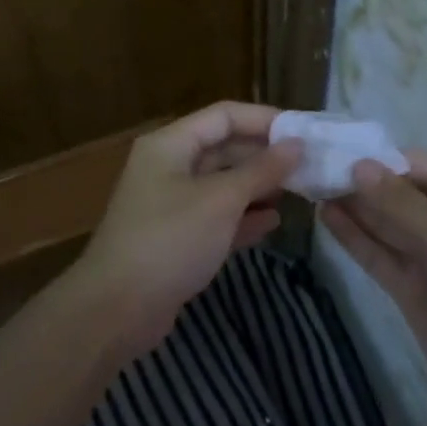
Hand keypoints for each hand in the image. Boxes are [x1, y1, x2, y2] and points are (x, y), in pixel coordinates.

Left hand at [74, 102, 302, 355]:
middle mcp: (169, 167)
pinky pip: (216, 217)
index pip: (224, 116)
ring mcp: (171, 204)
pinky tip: (273, 222)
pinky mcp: (177, 238)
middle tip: (310, 164)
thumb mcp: (221, 200)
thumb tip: (296, 144)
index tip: (304, 132)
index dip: (264, 119)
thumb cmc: (170, 241)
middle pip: (224, 148)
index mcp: (171, 145)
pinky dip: (243, 217)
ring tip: (299, 191)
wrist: (117, 309)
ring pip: (222, 184)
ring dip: (258, 186)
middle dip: (265, 156)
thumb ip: (261, 170)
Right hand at [322, 152, 426, 425]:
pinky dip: (354, 237)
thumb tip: (359, 167)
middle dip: (365, 181)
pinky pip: (378, 255)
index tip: (347, 152)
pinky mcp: (410, 290)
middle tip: (318, 167)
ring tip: (313, 186)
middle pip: (403, 194)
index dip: (390, 160)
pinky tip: (326, 217)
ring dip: (354, 206)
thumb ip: (404, 206)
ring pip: (386, 224)